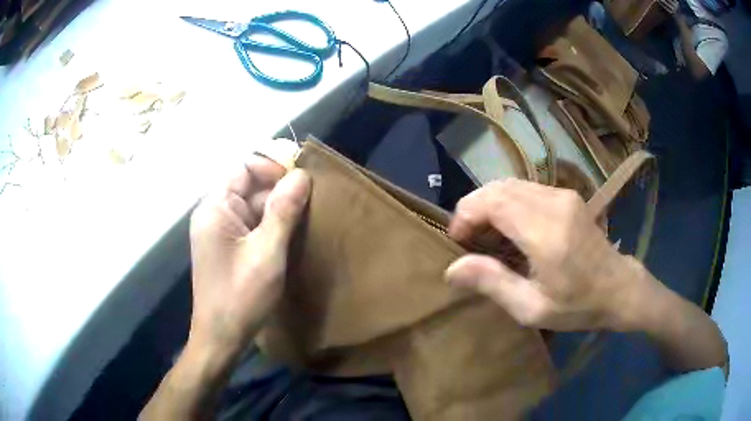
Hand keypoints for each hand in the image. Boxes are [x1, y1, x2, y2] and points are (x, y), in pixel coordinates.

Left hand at [188, 156, 310, 359]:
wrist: (221, 337)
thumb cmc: (241, 296)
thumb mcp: (267, 252)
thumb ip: (283, 210)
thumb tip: (301, 175)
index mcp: (215, 208)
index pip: (244, 167)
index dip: (272, 167)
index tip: (302, 180)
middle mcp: (213, 213)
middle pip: (248, 185)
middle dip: (278, 190)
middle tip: (311, 202)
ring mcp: (219, 231)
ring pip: (251, 206)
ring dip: (277, 209)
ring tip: (305, 219)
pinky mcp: (226, 247)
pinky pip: (250, 224)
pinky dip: (269, 225)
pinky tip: (289, 236)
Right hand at [445, 179, 645, 331]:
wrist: (619, 288)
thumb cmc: (578, 305)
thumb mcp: (532, 308)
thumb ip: (493, 283)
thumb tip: (452, 268)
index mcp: (546, 233)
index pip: (493, 201)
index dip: (466, 214)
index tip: (458, 241)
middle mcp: (554, 203)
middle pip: (498, 188)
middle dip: (474, 209)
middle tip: (469, 240)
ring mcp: (562, 195)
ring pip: (510, 185)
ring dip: (489, 205)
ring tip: (487, 237)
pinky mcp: (566, 195)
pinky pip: (525, 189)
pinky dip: (507, 203)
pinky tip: (509, 229)